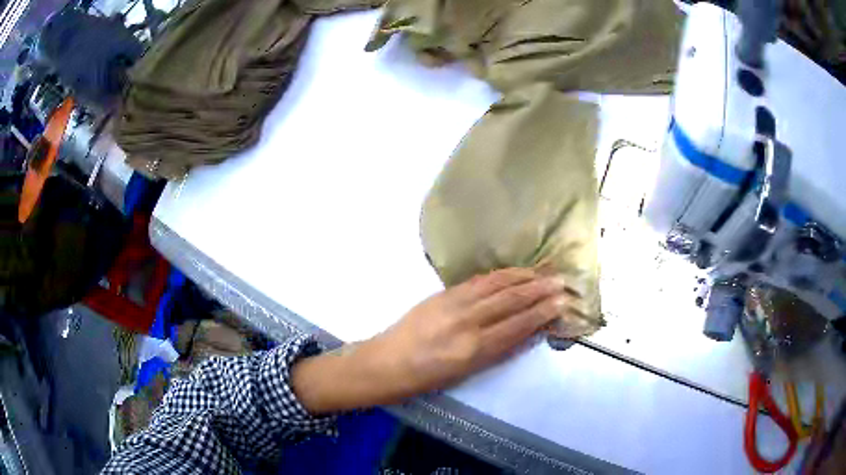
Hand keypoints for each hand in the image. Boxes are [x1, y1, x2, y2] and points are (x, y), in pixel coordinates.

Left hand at [291, 268, 576, 414]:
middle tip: (562, 281)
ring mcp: (453, 304)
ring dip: (523, 277)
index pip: (518, 325)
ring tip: (543, 272)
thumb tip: (528, 333)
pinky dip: (500, 275)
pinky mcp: (441, 294)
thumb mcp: (465, 374)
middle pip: (511, 301)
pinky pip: (478, 281)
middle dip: (540, 290)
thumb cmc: (425, 379)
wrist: (384, 363)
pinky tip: (512, 273)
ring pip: (497, 285)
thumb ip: (498, 351)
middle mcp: (467, 322)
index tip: (562, 303)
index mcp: (473, 349)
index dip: (543, 313)